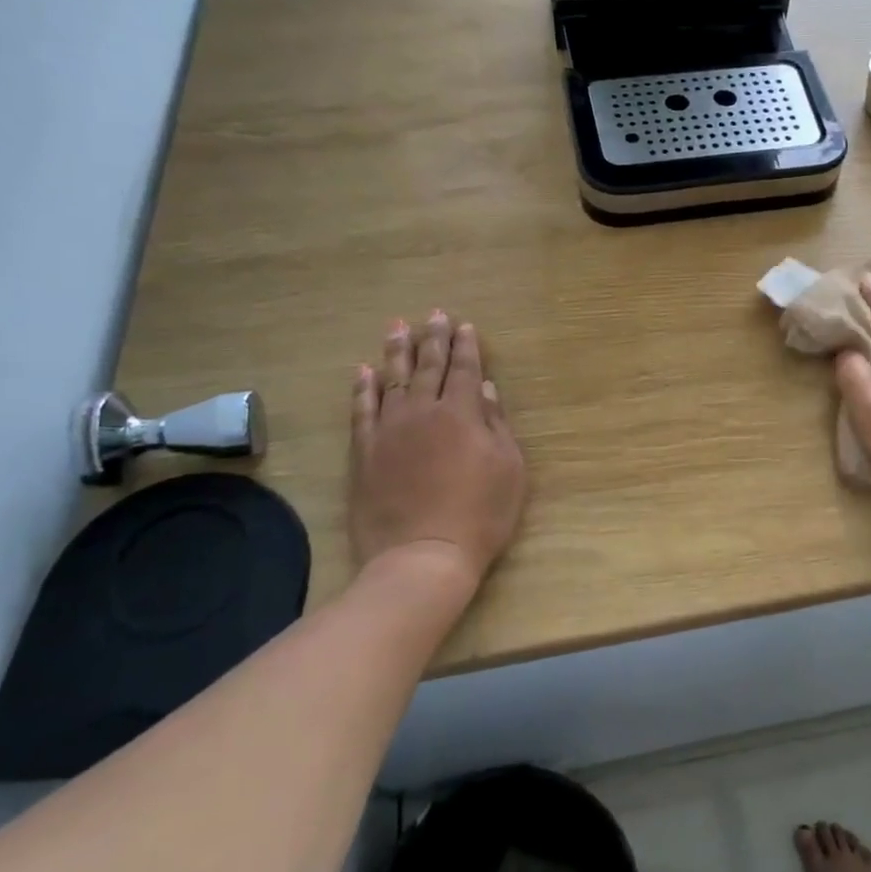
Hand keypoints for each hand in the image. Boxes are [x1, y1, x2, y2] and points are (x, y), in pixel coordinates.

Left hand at [348, 311, 526, 595]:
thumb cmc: (479, 515)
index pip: (466, 369)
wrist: (422, 556)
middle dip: (433, 338)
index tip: (465, 326)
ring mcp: (389, 430)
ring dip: (396, 351)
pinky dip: (363, 387)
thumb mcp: (509, 469)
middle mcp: (424, 411)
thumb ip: (497, 425)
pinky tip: (364, 370)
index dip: (466, 346)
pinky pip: (362, 410)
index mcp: (463, 414)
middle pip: (429, 366)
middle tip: (434, 314)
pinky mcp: (364, 452)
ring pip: (392, 379)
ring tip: (397, 326)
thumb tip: (487, 390)